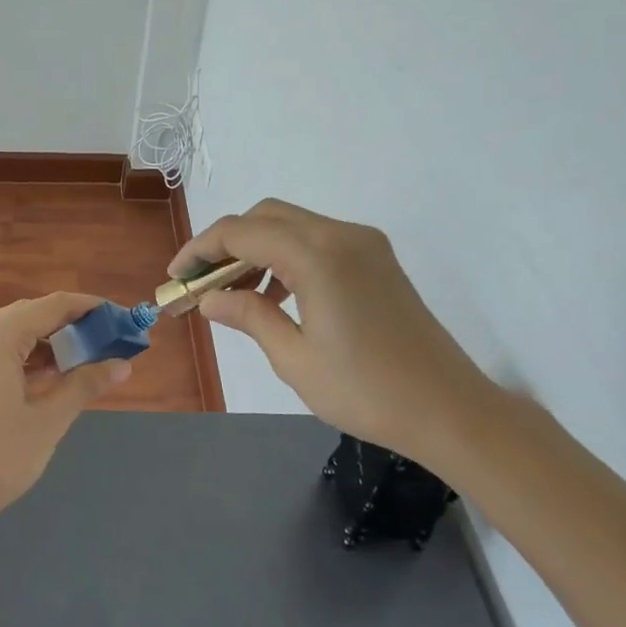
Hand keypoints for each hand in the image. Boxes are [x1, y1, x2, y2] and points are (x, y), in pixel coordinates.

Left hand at [0, 293, 132, 530]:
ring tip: (86, 362)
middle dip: (71, 327)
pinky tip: (50, 377)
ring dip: (48, 345)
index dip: (90, 309)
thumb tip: (122, 365)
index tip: (121, 319)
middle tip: (109, 343)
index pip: (52, 306)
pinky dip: (24, 360)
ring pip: (12, 335)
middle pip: (30, 316)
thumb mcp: (47, 421)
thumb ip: (84, 385)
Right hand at [171, 200, 496, 460]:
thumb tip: (210, 299)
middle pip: (265, 216)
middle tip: (202, 283)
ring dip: (255, 248)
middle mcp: (341, 235)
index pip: (240, 232)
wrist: (449, 409)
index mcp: (317, 256)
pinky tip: (275, 296)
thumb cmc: (366, 391)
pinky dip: (285, 256)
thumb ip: (248, 316)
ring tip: (234, 293)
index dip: (200, 250)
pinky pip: (316, 241)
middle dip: (225, 243)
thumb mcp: (294, 358)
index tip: (176, 278)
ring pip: (291, 225)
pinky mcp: (377, 260)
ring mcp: (364, 244)